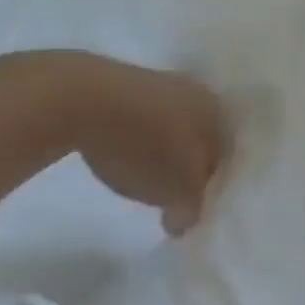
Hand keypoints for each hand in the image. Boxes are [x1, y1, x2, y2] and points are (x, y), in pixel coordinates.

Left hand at [4, 52, 230, 235]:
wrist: (78, 100)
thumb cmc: (147, 146)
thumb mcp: (176, 190)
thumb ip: (189, 208)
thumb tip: (184, 221)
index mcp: (220, 112)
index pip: (226, 154)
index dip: (212, 182)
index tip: (195, 204)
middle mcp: (196, 92)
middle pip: (197, 137)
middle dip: (186, 163)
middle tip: (170, 192)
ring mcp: (155, 82)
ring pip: (167, 125)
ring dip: (158, 149)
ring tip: (140, 175)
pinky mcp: (116, 83)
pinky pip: (135, 119)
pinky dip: (132, 138)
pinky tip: (117, 154)